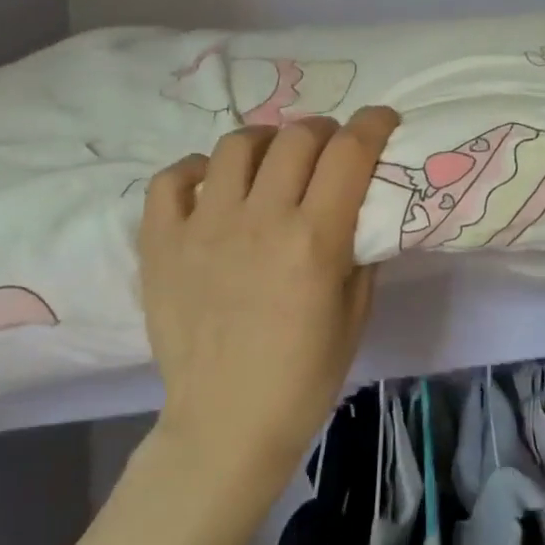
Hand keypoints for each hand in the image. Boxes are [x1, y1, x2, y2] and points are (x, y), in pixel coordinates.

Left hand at [136, 107, 399, 482]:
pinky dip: (197, 170)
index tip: (383, 120)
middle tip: (330, 148)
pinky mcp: (162, 244)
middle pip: (298, 137)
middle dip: (325, 131)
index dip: (373, 124)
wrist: (226, 425)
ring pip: (237, 145)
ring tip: (274, 160)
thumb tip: (362, 206)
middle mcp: (261, 220)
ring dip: (267, 141)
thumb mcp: (356, 311)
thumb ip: (361, 248)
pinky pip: (172, 179)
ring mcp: (204, 228)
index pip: (350, 152)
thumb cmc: (304, 375)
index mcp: (315, 239)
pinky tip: (214, 187)